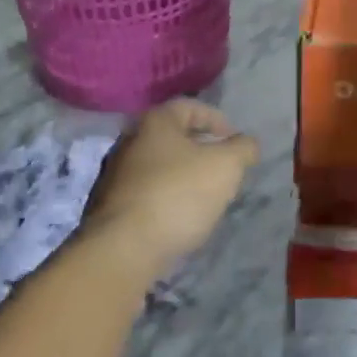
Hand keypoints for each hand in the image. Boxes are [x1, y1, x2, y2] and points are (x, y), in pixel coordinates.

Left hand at [81, 101, 257, 271]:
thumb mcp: (226, 166)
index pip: (190, 107)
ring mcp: (114, 176)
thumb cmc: (179, 194)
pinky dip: (166, 198)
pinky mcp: (109, 208)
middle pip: (173, 137)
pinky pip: (146, 193)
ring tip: (205, 196)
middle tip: (223, 168)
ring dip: (183, 176)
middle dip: (201, 150)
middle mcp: (130, 141)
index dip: (217, 119)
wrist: (124, 249)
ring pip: (159, 166)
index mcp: (155, 123)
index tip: (234, 140)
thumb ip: (243, 148)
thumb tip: (247, 143)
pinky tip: (179, 217)